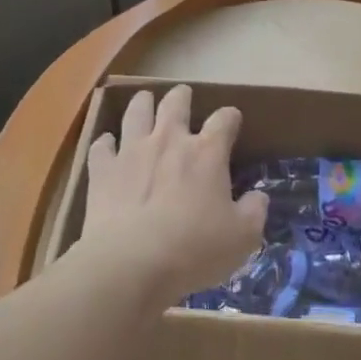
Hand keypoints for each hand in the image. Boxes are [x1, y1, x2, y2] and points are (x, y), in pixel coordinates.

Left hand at [74, 85, 266, 308]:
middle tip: (183, 96)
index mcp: (206, 153)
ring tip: (145, 101)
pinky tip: (108, 145)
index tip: (232, 120)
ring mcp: (132, 151)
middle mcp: (169, 141)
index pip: (224, 120)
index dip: (230, 117)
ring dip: (142, 103)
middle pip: (175, 103)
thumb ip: (254, 212)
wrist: (131, 263)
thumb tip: (258, 197)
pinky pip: (101, 145)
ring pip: (136, 111)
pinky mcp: (103, 170)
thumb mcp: (242, 238)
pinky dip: (106, 142)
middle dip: (182, 96)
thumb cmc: (194, 250)